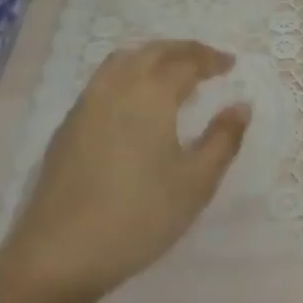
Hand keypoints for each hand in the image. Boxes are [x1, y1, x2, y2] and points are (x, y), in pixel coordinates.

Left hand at [1, 40, 249, 302]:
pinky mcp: (69, 124)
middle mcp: (116, 86)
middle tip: (207, 61)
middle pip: (153, 52)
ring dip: (152, 58)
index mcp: (151, 93)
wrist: (61, 251)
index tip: (230, 64)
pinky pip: (104, 80)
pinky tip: (136, 101)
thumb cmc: (140, 215)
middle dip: (183, 51)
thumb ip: (223, 139)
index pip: (186, 61)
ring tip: (172, 74)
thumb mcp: (196, 182)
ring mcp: (87, 102)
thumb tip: (241, 106)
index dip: (211, 59)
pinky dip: (128, 74)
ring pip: (123, 61)